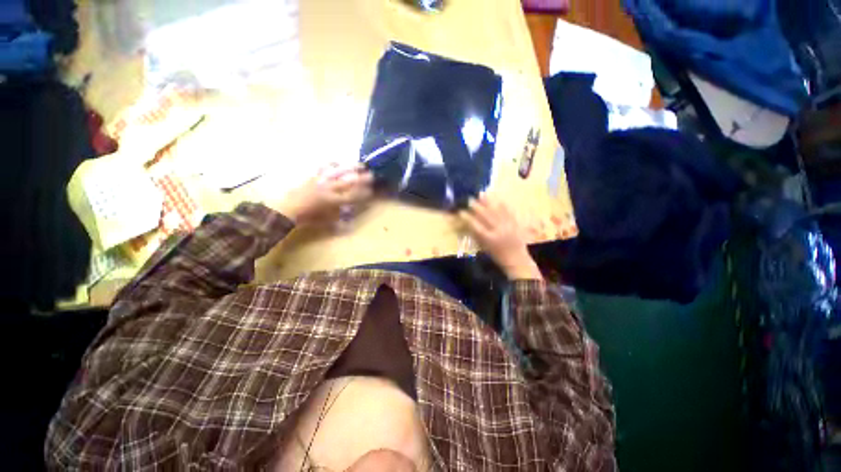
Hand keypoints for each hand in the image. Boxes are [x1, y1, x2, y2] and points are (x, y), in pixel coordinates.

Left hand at [273, 164, 373, 225]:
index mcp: (334, 201)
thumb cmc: (307, 217)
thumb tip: (350, 223)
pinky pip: (323, 167)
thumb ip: (339, 221)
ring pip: (339, 172)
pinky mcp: (313, 176)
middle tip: (371, 174)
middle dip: (362, 178)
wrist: (287, 209)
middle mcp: (330, 188)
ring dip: (351, 168)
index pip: (353, 196)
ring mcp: (321, 180)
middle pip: (349, 182)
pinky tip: (337, 162)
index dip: (363, 193)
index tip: (371, 191)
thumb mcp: (325, 222)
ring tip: (360, 164)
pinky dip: (332, 164)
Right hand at [459, 193, 542, 280]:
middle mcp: (498, 230)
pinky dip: (502, 205)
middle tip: (469, 200)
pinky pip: (508, 212)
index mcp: (489, 239)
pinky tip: (498, 199)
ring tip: (482, 194)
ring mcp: (507, 226)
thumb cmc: (497, 256)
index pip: (475, 225)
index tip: (461, 212)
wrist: (517, 260)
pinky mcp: (515, 224)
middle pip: (486, 216)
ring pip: (496, 211)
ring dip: (488, 202)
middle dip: (476, 207)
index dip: (467, 218)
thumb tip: (469, 224)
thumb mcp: (484, 247)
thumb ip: (477, 235)